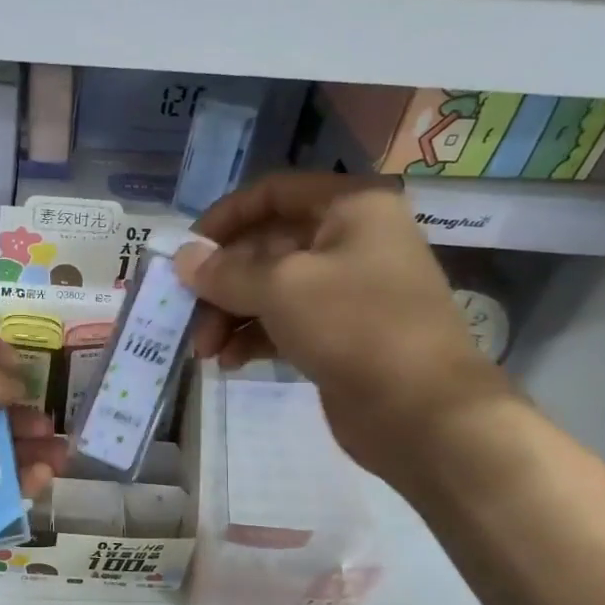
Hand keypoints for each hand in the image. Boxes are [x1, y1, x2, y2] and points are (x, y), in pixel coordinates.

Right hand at [172, 173, 513, 481]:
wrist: (421, 411)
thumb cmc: (356, 327)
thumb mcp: (282, 289)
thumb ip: (226, 272)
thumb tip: (183, 258)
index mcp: (350, 208)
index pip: (274, 193)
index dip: (225, 218)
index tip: (188, 252)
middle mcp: (350, 241)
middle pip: (266, 248)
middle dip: (222, 283)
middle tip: (187, 317)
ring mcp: (347, 291)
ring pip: (271, 290)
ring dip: (231, 316)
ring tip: (205, 351)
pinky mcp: (340, 335)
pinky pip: (284, 324)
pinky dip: (253, 338)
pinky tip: (229, 362)